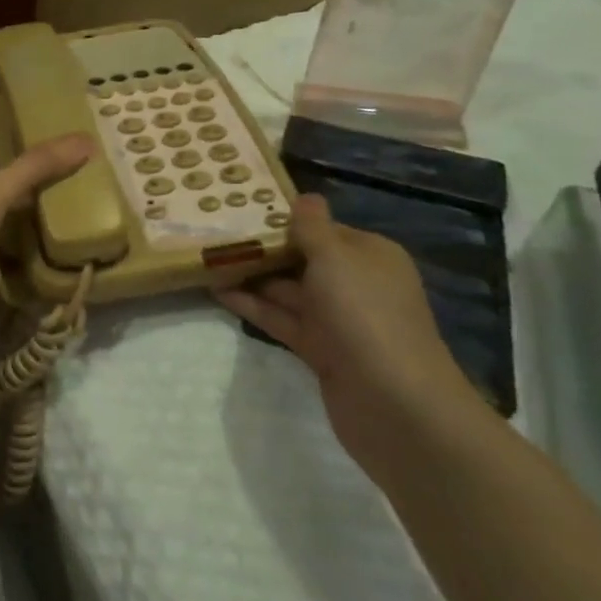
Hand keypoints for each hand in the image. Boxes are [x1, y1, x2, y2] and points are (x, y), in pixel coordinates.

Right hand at [215, 194, 480, 476]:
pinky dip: (253, 306)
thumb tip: (305, 197)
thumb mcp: (336, 258)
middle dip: (263, 247)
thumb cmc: (364, 314)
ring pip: (287, 290)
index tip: (241, 208)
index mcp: (369, 255)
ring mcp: (337, 319)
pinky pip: (281, 318)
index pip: (322, 228)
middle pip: (302, 258)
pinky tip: (217, 292)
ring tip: (207, 259)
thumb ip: (313, 227)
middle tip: (214, 232)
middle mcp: (355, 283)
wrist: (394, 403)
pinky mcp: (320, 350)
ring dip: (251, 276)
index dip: (285, 219)